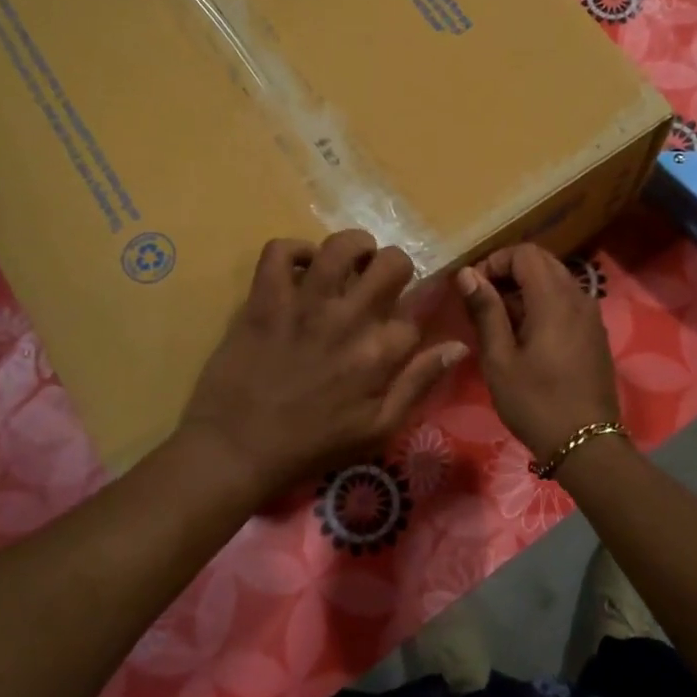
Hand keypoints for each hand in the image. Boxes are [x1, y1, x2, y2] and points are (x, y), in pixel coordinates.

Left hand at [179, 231, 466, 496]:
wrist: (236, 450)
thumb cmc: (310, 446)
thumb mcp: (378, 429)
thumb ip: (419, 384)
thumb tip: (459, 346)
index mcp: (379, 353)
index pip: (414, 315)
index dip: (410, 319)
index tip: (395, 331)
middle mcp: (348, 319)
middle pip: (391, 263)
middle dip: (394, 267)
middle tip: (380, 282)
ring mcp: (304, 304)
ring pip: (340, 246)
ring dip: (353, 247)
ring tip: (349, 261)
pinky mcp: (264, 299)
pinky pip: (278, 251)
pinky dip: (292, 251)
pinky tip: (299, 269)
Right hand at [458, 244, 620, 461]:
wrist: (587, 444)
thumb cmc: (536, 403)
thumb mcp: (499, 359)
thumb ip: (485, 311)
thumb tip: (467, 274)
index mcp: (554, 299)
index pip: (525, 253)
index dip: (495, 261)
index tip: (473, 289)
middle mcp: (578, 297)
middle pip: (542, 262)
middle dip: (509, 272)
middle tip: (482, 302)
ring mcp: (591, 315)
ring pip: (556, 281)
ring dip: (525, 289)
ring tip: (499, 321)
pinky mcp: (595, 333)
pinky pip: (567, 302)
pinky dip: (543, 304)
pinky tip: (525, 336)